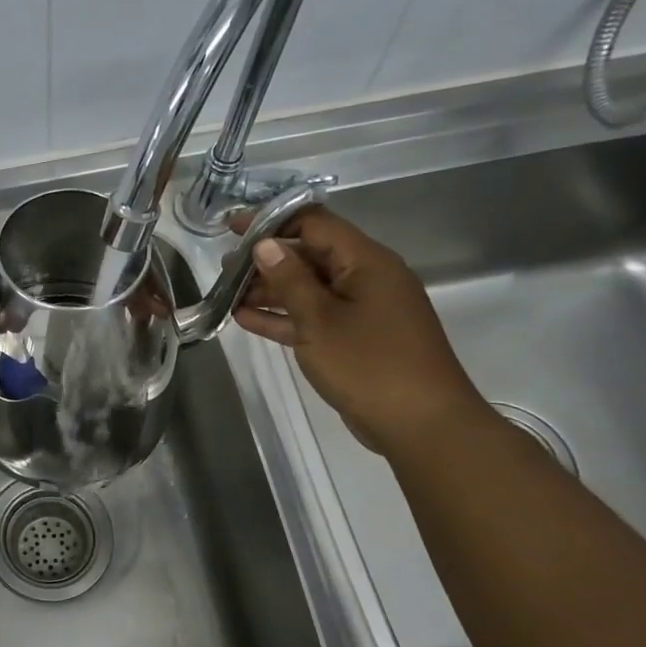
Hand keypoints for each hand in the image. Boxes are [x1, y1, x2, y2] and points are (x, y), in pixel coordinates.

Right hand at [234, 208, 487, 457]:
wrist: (421, 425)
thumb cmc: (370, 364)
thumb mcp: (320, 320)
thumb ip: (289, 280)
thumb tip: (265, 245)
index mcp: (366, 262)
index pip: (315, 224)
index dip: (272, 221)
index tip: (232, 228)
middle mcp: (366, 278)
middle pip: (310, 255)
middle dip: (266, 259)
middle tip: (224, 268)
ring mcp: (362, 310)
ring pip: (309, 288)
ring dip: (270, 290)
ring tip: (227, 294)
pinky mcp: (355, 338)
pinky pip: (314, 317)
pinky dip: (284, 316)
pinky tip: (246, 318)